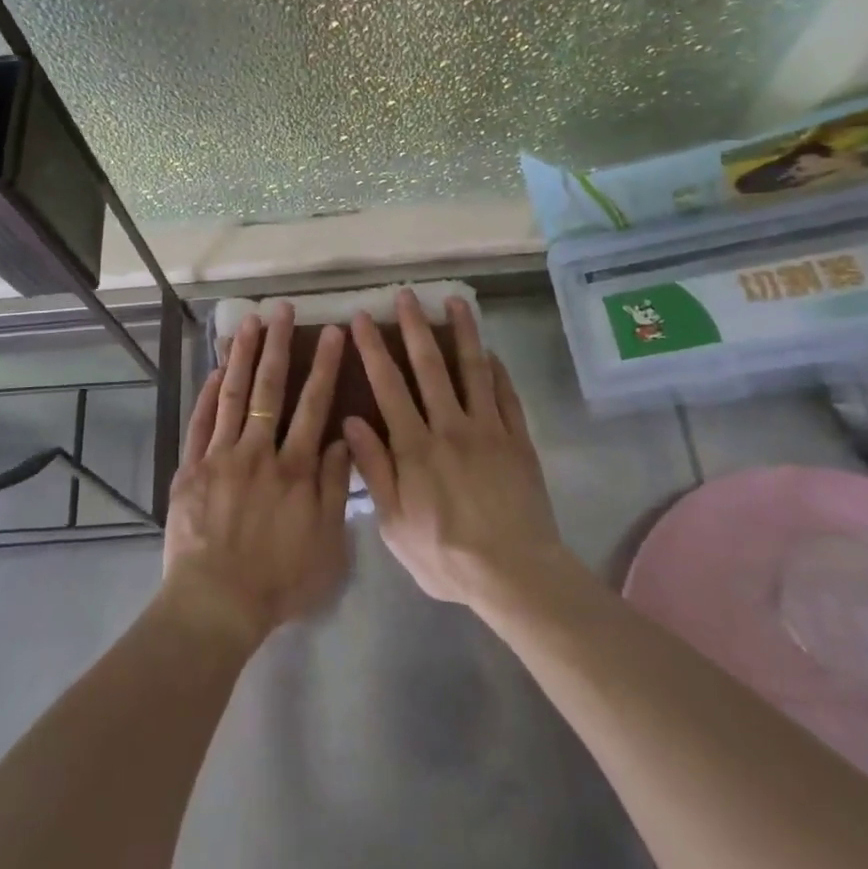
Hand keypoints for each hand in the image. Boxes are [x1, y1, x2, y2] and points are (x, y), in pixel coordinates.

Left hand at [161, 302, 353, 646]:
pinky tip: (214, 370)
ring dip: (240, 356)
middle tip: (281, 309)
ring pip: (231, 395)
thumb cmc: (278, 581)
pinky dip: (207, 394)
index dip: (323, 366)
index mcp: (295, 468)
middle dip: (277, 345)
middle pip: (269, 389)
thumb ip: (336, 489)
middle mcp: (258, 451)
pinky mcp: (191, 468)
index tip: (330, 332)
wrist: (216, 604)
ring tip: (247, 322)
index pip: (314, 405)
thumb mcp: (327, 544)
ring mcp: (220, 456)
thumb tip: (344, 439)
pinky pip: (200, 422)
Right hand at [342, 291, 568, 607]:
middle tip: (406, 294)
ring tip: (456, 301)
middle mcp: (450, 427)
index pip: (388, 386)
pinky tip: (492, 352)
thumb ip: (374, 470)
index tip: (362, 318)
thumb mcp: (394, 523)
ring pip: (472, 370)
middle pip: (430, 367)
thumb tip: (349, 422)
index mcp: (414, 447)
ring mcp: (488, 430)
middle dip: (415, 327)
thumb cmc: (445, 555)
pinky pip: (507, 396)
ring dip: (463, 333)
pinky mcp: (518, 440)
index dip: (374, 349)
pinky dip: (498, 371)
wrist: (515, 574)